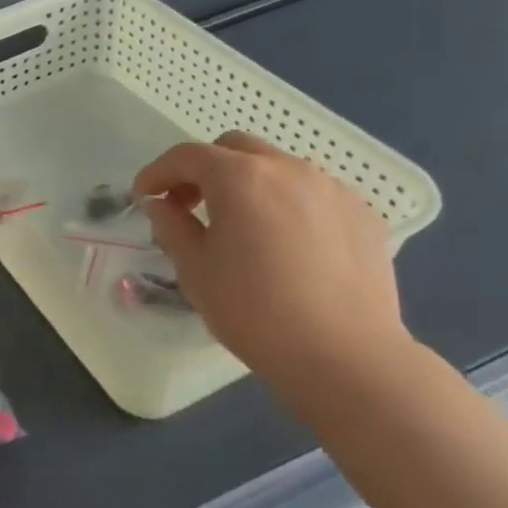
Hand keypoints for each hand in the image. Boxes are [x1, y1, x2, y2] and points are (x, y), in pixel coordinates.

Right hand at [135, 132, 407, 383]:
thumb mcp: (195, 269)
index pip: (187, 156)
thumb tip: (162, 205)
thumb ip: (172, 226)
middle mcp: (288, 169)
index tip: (144, 196)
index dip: (158, 172)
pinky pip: (313, 193)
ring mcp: (332, 189)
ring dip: (248, 183)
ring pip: (277, 167)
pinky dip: (287, 203)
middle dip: (204, 170)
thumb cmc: (255, 311)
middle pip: (234, 149)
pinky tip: (286, 243)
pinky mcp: (363, 214)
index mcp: (241, 177)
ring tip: (241, 225)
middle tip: (190, 206)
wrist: (345, 357)